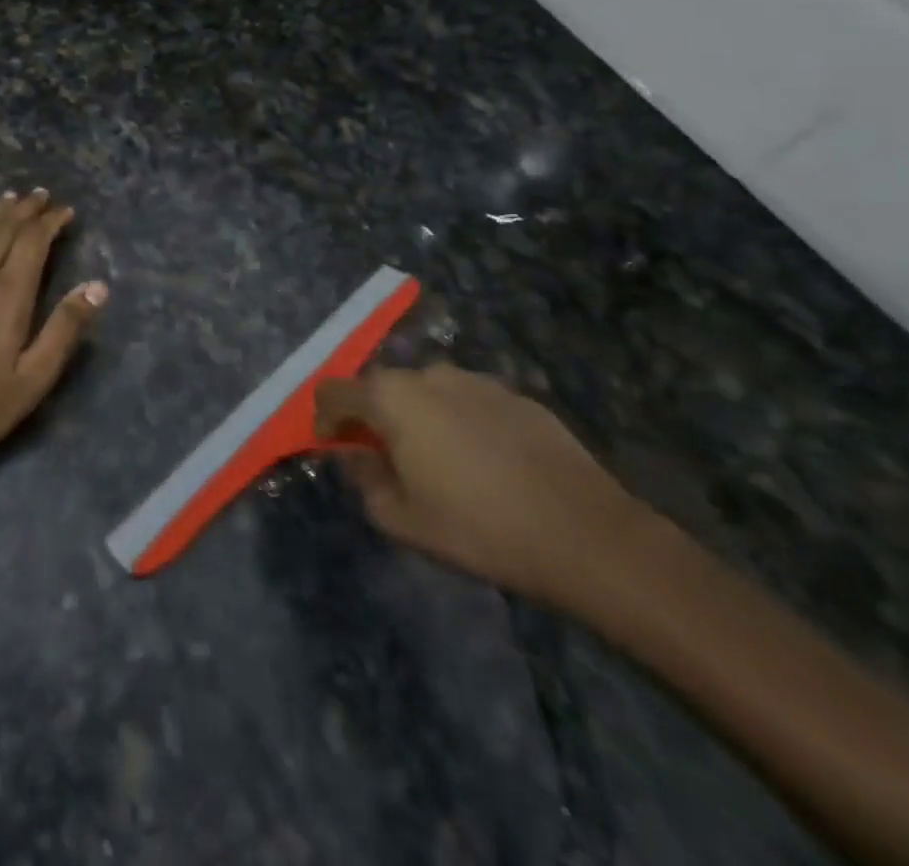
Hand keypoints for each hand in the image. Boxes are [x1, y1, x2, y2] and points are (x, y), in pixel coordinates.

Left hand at [0, 189, 107, 455]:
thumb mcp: (36, 375)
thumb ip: (66, 327)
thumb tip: (99, 286)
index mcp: (9, 293)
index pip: (33, 241)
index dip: (51, 221)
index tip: (65, 211)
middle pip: (4, 228)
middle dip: (26, 209)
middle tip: (41, 195)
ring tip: (12, 198)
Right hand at [316, 363, 642, 604]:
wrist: (584, 533)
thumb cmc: (478, 528)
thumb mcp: (401, 519)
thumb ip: (364, 479)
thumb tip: (356, 455)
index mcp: (391, 398)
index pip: (333, 390)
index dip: (324, 418)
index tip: (334, 447)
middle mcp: (428, 375)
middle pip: (381, 387)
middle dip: (374, 418)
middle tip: (388, 460)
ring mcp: (475, 380)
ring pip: (427, 392)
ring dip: (419, 418)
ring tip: (441, 463)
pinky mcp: (515, 394)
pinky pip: (468, 402)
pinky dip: (460, 423)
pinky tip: (486, 464)